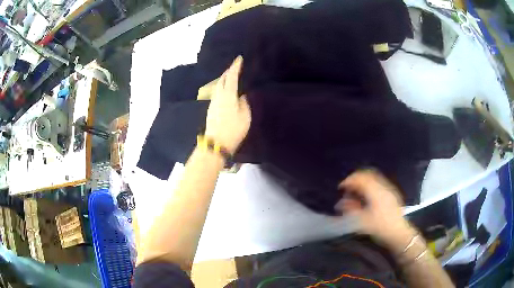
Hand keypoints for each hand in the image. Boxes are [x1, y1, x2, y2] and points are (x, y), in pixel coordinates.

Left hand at [205, 56, 250, 153]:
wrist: (216, 143)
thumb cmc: (233, 130)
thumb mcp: (245, 116)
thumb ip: (244, 103)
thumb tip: (241, 96)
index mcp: (228, 95)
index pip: (232, 76)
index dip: (235, 67)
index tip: (239, 59)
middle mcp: (219, 95)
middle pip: (222, 79)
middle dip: (228, 71)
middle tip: (235, 65)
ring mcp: (213, 102)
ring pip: (219, 85)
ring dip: (224, 78)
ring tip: (231, 75)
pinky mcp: (211, 108)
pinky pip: (217, 91)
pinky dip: (222, 86)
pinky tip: (226, 88)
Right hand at [336, 170, 416, 252]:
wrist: (399, 233)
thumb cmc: (380, 227)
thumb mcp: (362, 221)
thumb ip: (351, 210)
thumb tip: (341, 203)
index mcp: (375, 191)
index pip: (360, 178)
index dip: (349, 181)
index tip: (341, 188)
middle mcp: (383, 186)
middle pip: (368, 175)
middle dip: (356, 179)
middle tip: (348, 187)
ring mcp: (389, 189)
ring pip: (374, 178)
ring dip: (363, 182)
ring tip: (356, 192)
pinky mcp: (392, 194)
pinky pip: (379, 183)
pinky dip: (370, 186)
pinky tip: (367, 196)